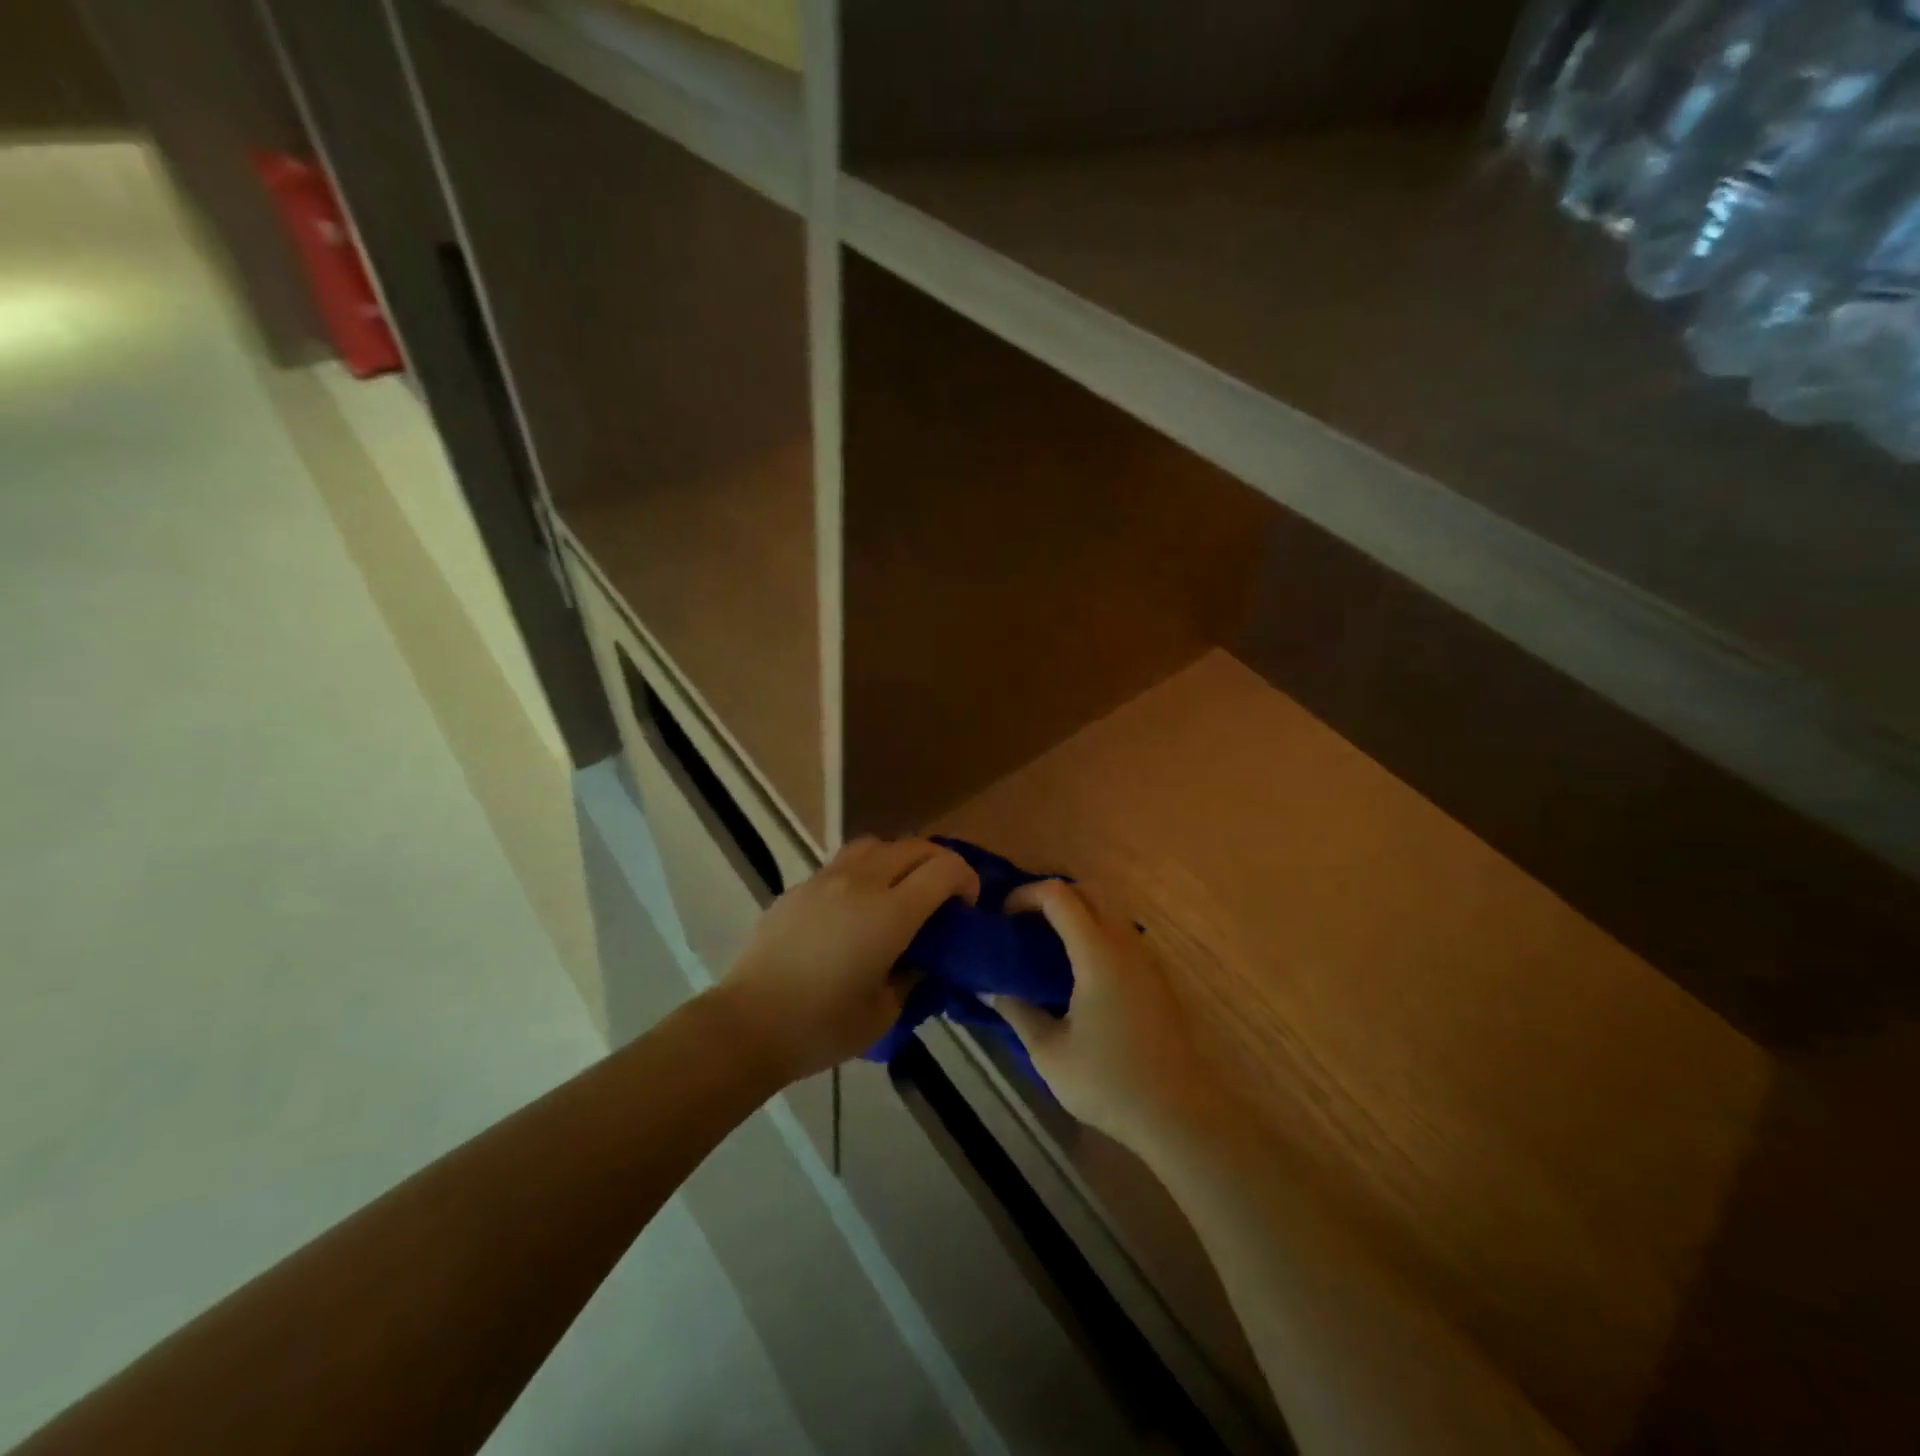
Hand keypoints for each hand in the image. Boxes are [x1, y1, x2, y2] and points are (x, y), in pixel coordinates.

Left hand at [712, 837, 979, 1084]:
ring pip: (878, 844)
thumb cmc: (822, 1026)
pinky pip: (845, 861)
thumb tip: (921, 958)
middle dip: (940, 863)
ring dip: (901, 858)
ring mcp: (826, 878)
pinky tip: (857, 905)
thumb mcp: (885, 1012)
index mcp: (891, 913)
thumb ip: (912, 976)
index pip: (945, 869)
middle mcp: (862, 883)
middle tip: (943, 896)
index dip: (966, 879)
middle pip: (915, 846)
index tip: (966, 905)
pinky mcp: (800, 886)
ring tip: (900, 890)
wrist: (748, 1024)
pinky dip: (867, 869)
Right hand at [994, 880, 1216, 1153]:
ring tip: (1045, 942)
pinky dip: (1093, 931)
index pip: (1058, 895)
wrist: (1177, 1114)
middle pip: (1086, 891)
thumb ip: (1017, 1011)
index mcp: (1097, 953)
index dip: (1025, 894)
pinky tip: (1077, 968)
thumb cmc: (1108, 1082)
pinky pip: (1120, 932)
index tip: (1002, 917)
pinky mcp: (1156, 975)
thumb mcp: (1049, 1052)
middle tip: (1021, 924)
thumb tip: (989, 988)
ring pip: (1108, 909)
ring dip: (1074, 912)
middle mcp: (1125, 943)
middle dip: (1049, 897)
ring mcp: (1146, 957)